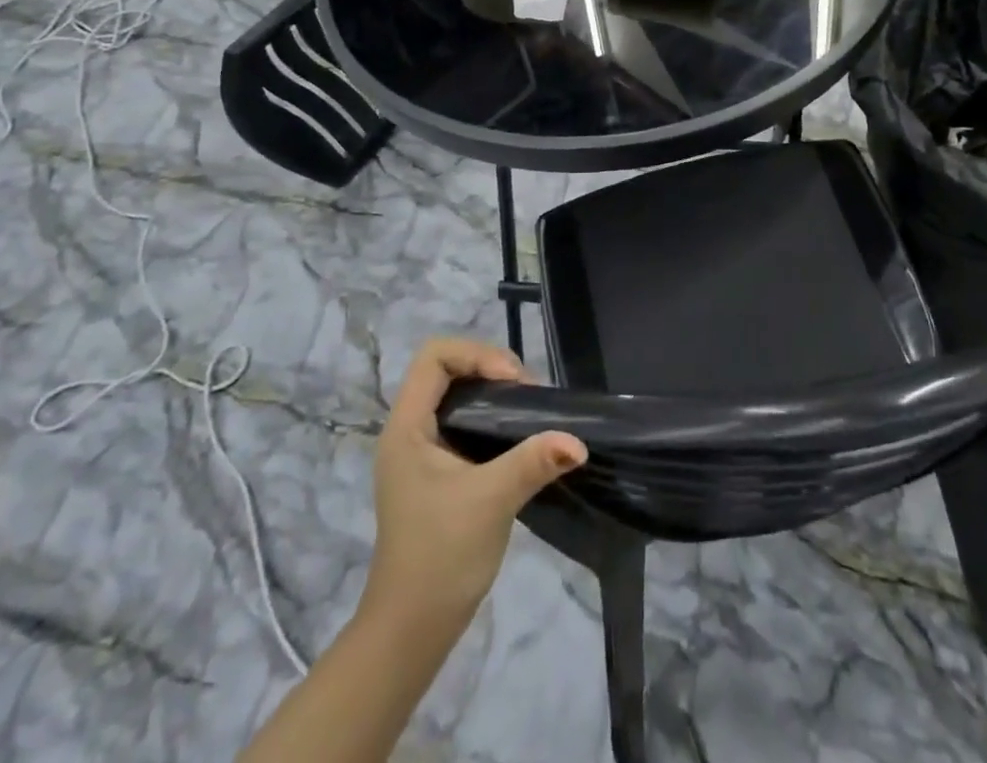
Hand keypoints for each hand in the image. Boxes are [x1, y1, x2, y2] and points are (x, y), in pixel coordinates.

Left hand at [363, 339, 584, 635]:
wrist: (411, 630)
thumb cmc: (440, 556)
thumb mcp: (490, 501)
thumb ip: (533, 462)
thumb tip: (579, 441)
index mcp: (407, 426)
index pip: (435, 356)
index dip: (477, 356)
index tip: (513, 383)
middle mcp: (409, 430)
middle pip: (448, 369)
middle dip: (492, 369)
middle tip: (530, 396)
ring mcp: (422, 452)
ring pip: (458, 395)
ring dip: (495, 393)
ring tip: (531, 411)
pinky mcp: (436, 471)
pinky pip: (464, 422)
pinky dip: (492, 418)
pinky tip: (520, 438)